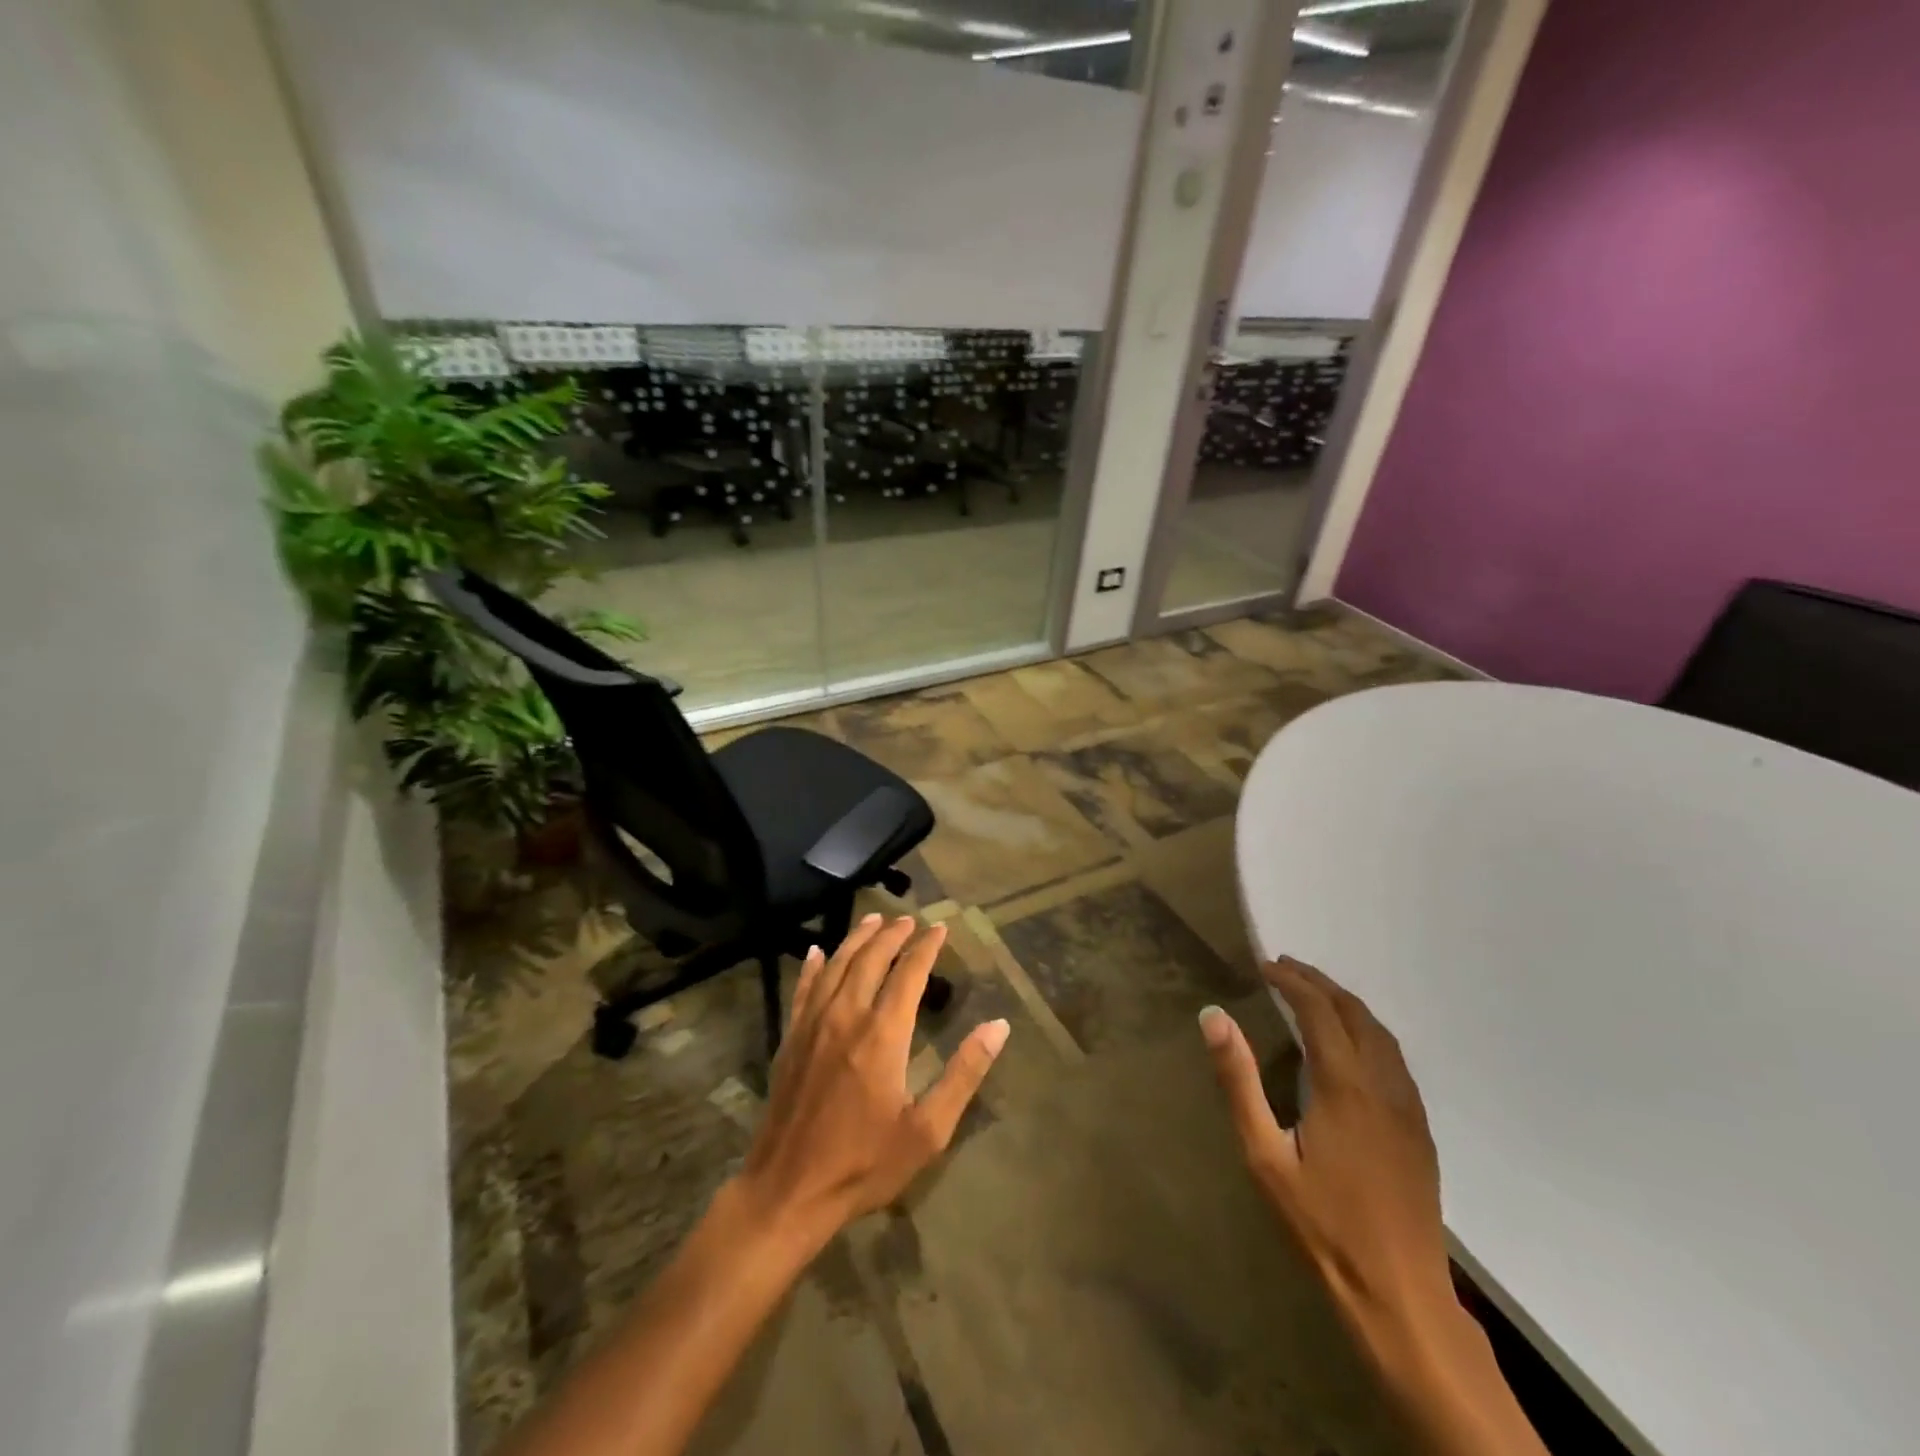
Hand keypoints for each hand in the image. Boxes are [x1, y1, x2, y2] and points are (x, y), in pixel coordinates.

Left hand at [736, 914, 1009, 1250]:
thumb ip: (964, 1074)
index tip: (940, 928)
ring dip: (856, 939)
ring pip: (836, 965)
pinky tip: (816, 952)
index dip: (926, 947)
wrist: (788, 1191)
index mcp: (882, 1034)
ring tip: (873, 920)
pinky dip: (812, 966)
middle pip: (870, 959)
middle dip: (892, 934)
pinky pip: (803, 989)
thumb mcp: (927, 1130)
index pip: (909, 973)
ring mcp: (813, 1025)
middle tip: (909, 920)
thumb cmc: (864, 1164)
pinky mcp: (790, 1039)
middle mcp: (846, 1016)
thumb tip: (999, 1026)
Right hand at [1200, 957, 1451, 1327]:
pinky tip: (1352, 1043)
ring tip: (1314, 993)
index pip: (1319, 1011)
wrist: (1399, 1295)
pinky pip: (1395, 1059)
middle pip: (1355, 1014)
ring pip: (1381, 1034)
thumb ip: (1239, 1081)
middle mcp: (1383, 1086)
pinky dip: (1368, 1031)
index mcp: (1345, 1086)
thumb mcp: (1263, 1154)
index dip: (1292, 981)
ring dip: (1346, 1004)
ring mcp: (1408, 1108)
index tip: (1265, 966)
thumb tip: (1214, 1017)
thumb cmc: (1321, 1224)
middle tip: (1285, 968)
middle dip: (1320, 983)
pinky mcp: (1420, 1130)